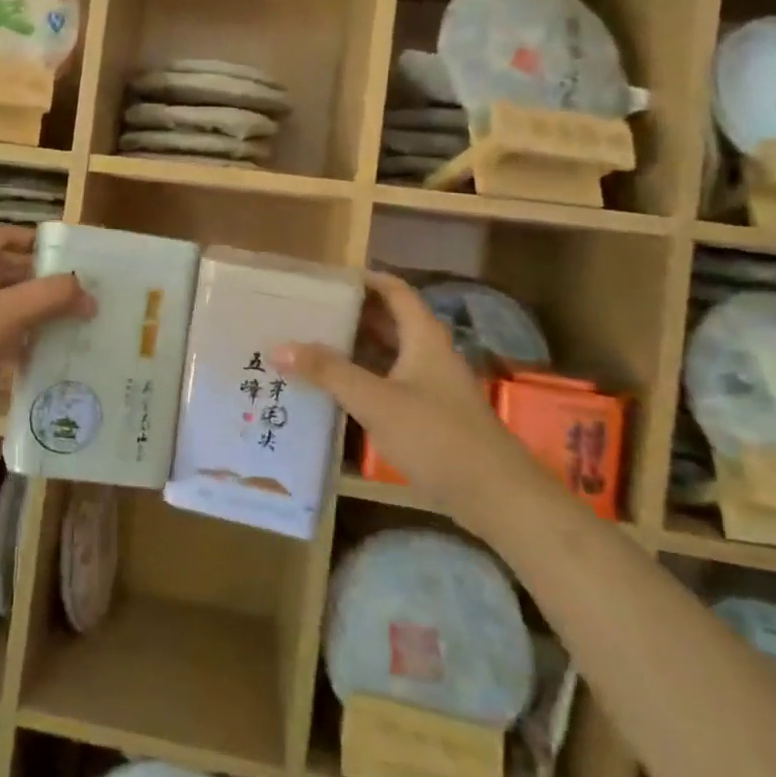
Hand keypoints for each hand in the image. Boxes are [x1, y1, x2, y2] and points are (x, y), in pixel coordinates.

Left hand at [0, 226, 94, 405]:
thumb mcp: (10, 311)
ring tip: (60, 321)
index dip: (35, 242)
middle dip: (37, 280)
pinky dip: (8, 333)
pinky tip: (31, 350)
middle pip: (4, 269)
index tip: (65, 255)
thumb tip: (90, 295)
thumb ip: (52, 297)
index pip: (6, 235)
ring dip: (25, 308)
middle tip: (72, 293)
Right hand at [272, 271, 536, 527]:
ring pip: (386, 356)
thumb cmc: (437, 436)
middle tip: (305, 313)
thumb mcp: (376, 401)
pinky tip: (332, 392)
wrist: (497, 497)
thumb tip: (279, 346)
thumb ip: (328, 372)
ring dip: (352, 350)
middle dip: (349, 315)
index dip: (364, 280)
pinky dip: (361, 381)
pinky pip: (388, 385)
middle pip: (387, 322)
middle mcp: (428, 355)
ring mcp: (430, 387)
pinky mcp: (428, 416)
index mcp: (423, 338)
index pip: (394, 291)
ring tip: (308, 347)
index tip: (325, 279)